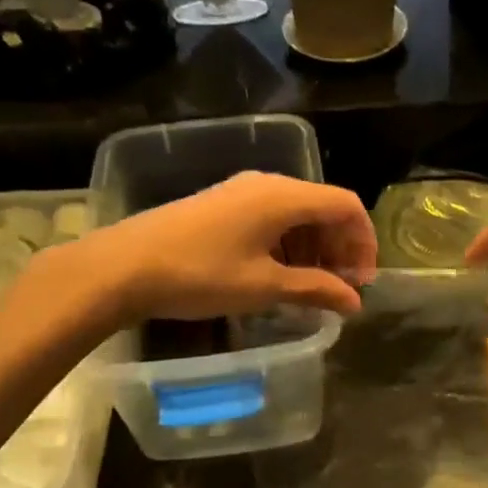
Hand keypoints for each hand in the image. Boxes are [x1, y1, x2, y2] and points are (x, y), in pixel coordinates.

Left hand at [64, 172, 377, 323]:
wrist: (123, 266)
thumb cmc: (201, 274)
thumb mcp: (264, 287)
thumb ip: (315, 290)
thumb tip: (354, 303)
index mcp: (284, 196)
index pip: (346, 205)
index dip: (364, 241)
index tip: (362, 281)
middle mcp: (267, 184)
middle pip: (322, 207)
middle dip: (339, 247)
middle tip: (339, 289)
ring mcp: (241, 191)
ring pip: (296, 213)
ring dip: (313, 248)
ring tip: (310, 288)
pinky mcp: (222, 204)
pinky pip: (270, 217)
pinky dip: (287, 244)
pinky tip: (278, 275)